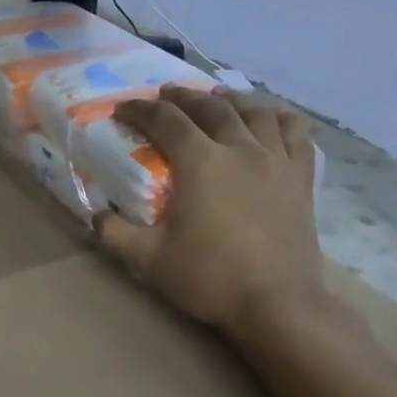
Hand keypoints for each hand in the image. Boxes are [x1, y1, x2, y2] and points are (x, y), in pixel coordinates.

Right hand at [96, 86, 330, 337]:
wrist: (275, 302)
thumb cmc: (208, 278)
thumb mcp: (149, 260)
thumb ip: (115, 234)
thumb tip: (96, 216)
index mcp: (201, 163)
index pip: (166, 121)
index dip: (141, 110)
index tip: (124, 109)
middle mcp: (240, 148)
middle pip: (210, 107)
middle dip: (183, 97)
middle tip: (165, 95)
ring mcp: (276, 160)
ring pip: (255, 111)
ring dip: (230, 98)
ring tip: (216, 96)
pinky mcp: (301, 177)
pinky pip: (295, 132)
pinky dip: (280, 116)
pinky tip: (271, 117)